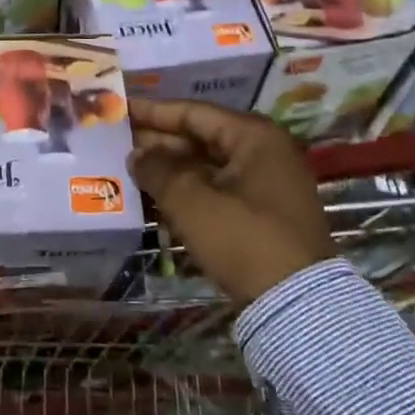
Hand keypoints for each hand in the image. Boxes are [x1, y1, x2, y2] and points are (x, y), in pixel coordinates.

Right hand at [128, 99, 333, 307]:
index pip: (193, 113)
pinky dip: (188, 191)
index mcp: (253, 136)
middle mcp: (263, 151)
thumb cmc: (243, 239)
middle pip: (200, 137)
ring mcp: (266, 183)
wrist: (296, 304)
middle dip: (158, 142)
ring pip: (207, 166)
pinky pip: (217, 189)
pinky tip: (155, 197)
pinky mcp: (263, 213)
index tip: (120, 110)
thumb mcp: (192, 202)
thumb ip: (158, 171)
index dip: (153, 112)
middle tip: (117, 142)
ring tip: (128, 169)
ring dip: (170, 169)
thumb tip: (136, 155)